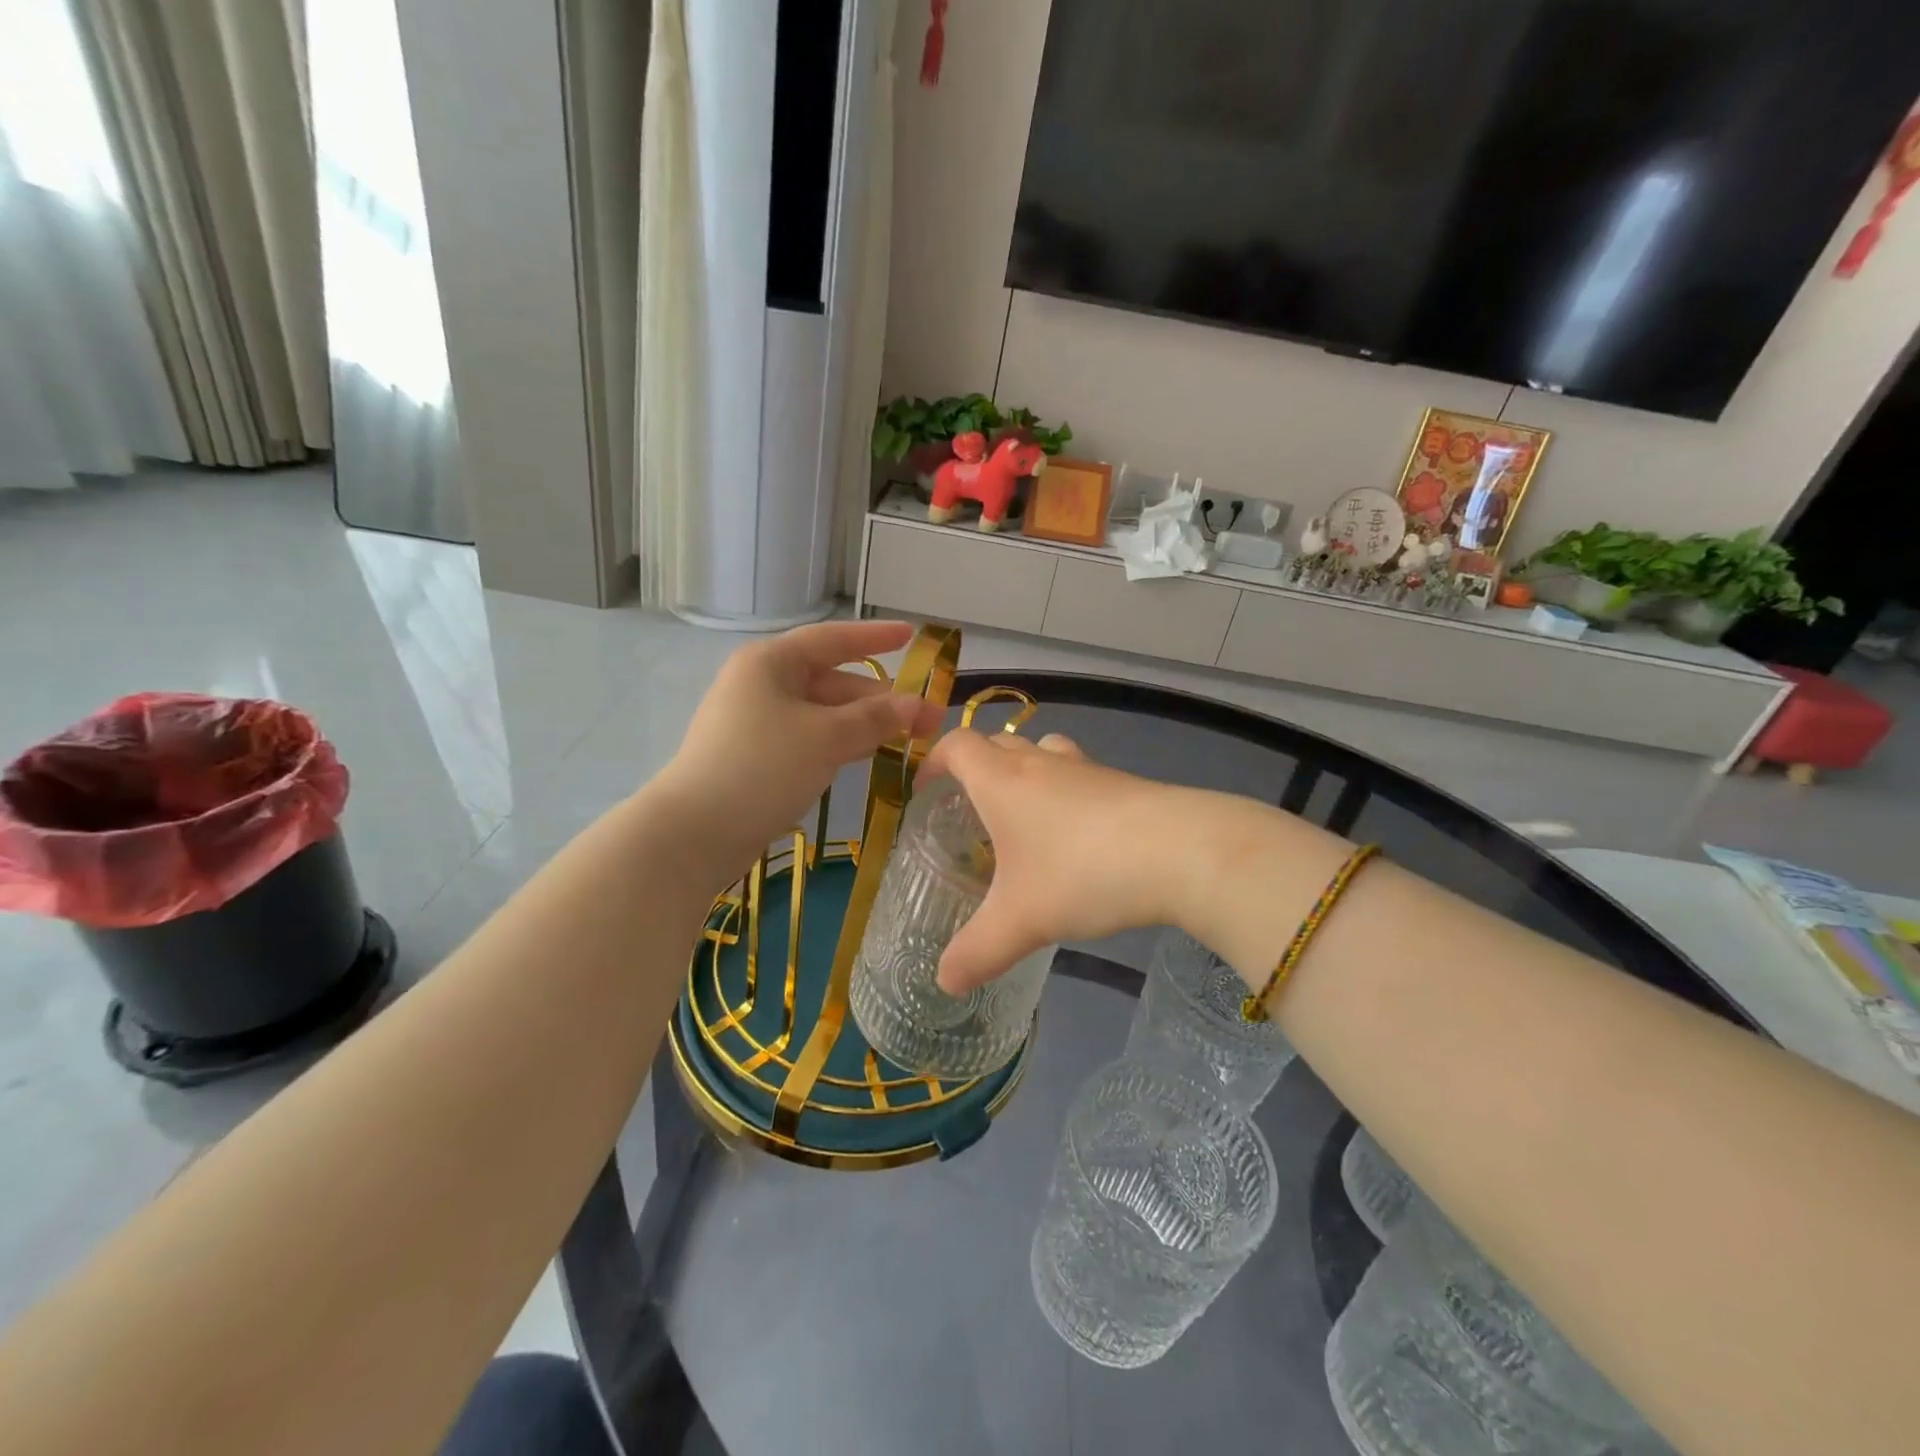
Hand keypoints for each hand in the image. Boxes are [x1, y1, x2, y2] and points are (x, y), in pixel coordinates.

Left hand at [660, 621, 944, 874]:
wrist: (696, 832)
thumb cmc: (763, 767)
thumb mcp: (827, 737)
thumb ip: (875, 718)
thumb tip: (919, 706)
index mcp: (771, 662)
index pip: (832, 639)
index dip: (874, 637)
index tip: (911, 635)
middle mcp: (762, 684)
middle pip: (832, 681)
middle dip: (880, 699)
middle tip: (928, 720)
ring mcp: (756, 722)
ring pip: (823, 714)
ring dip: (864, 724)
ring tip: (909, 740)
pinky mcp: (757, 756)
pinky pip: (809, 738)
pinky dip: (840, 743)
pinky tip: (868, 755)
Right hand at [919, 729, 1180, 991]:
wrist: (1180, 852)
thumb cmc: (1082, 873)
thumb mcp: (1020, 922)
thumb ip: (978, 952)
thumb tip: (945, 982)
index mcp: (1002, 781)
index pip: (957, 745)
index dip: (935, 760)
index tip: (926, 788)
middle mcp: (1041, 763)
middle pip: (998, 743)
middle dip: (977, 769)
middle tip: (970, 811)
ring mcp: (1087, 769)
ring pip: (1043, 752)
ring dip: (1025, 772)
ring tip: (1022, 817)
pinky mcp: (1123, 783)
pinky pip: (1080, 775)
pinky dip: (1066, 793)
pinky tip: (1077, 839)